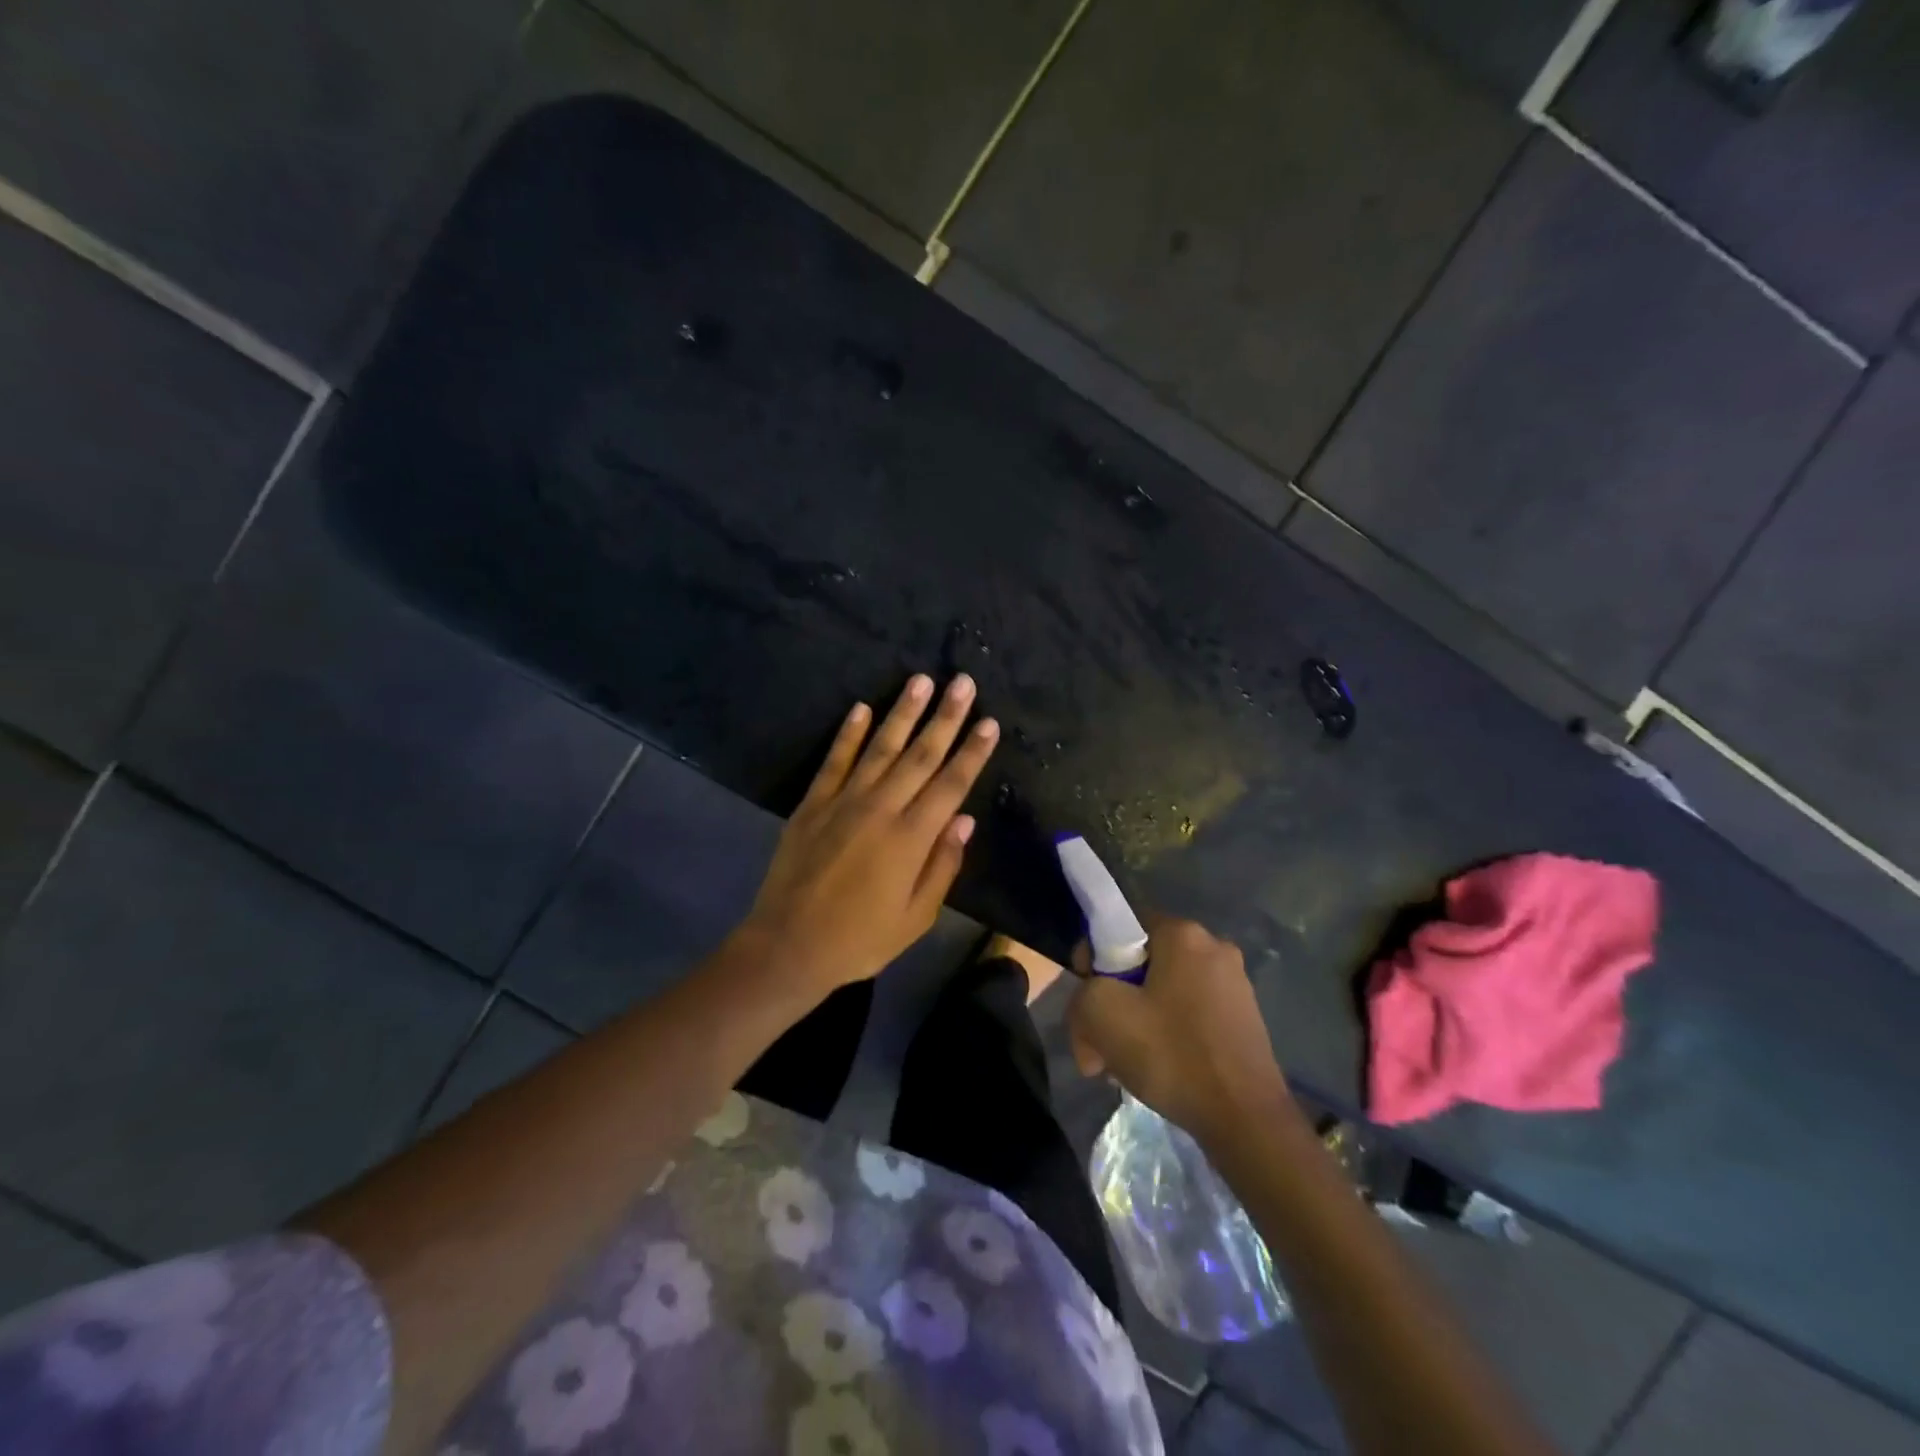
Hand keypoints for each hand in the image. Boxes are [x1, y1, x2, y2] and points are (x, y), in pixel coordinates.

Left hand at [736, 674, 998, 998]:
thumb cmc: (860, 939)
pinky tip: (861, 708)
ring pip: (880, 748)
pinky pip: (834, 760)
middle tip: (963, 683)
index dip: (973, 752)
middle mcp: (880, 809)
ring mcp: (843, 802)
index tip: (989, 722)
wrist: (788, 946)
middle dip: (946, 717)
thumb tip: (965, 819)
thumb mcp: (916, 917)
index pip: (951, 784)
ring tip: (921, 681)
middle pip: (920, 755)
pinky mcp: (813, 804)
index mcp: (911, 839)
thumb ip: (942, 865)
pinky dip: (848, 733)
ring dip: (903, 713)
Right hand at [1067, 916, 1289, 1146]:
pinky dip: (1166, 1035)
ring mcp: (1234, 984)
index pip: (1120, 927)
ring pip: (1162, 993)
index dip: (1093, 960)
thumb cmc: (1173, 1055)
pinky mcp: (1244, 1019)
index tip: (1088, 1000)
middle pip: (1141, 964)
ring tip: (1122, 1066)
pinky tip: (1156, 1070)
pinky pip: (1188, 1014)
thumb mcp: (1102, 1015)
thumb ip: (1081, 993)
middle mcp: (1214, 947)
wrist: (1247, 1122)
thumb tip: (1090, 1005)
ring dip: (1136, 1023)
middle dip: (1113, 1001)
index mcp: (1183, 933)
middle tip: (1099, 1045)